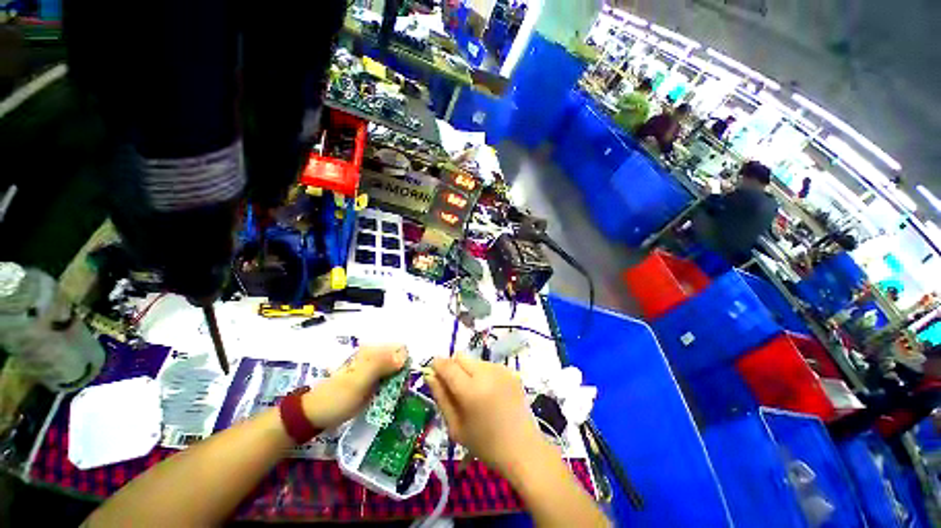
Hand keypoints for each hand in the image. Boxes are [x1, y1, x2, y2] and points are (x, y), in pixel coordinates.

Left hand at [302, 345, 406, 429]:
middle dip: (403, 376)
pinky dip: (393, 391)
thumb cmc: (337, 397)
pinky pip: (391, 383)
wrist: (316, 415)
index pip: (400, 349)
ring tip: (391, 397)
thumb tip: (404, 357)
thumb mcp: (358, 381)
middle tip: (397, 392)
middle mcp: (376, 358)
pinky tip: (388, 399)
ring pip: (398, 373)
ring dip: (399, 385)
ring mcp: (375, 371)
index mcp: (372, 352)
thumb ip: (380, 365)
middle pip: (401, 361)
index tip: (403, 380)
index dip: (405, 363)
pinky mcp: (373, 383)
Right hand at [427, 354, 548, 477]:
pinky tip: (490, 393)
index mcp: (471, 390)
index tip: (433, 372)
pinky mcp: (511, 371)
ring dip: (469, 371)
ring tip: (476, 394)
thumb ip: (441, 397)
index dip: (437, 365)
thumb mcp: (456, 426)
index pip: (447, 365)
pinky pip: (488, 365)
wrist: (523, 448)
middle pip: (461, 357)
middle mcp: (486, 373)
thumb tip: (429, 375)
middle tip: (456, 389)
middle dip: (453, 367)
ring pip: (474, 360)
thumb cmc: (485, 444)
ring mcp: (501, 370)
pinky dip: (483, 374)